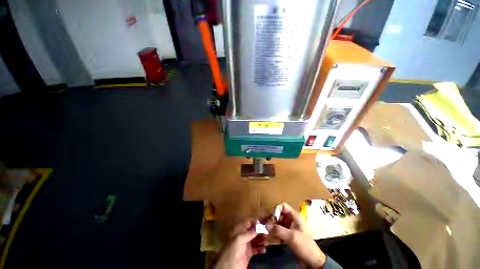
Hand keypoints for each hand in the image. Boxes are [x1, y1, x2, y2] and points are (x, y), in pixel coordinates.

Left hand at [214, 219, 267, 268]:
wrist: (228, 267)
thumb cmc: (233, 250)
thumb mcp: (240, 239)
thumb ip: (250, 232)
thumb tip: (259, 222)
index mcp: (239, 230)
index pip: (249, 222)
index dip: (257, 221)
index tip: (266, 221)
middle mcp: (243, 235)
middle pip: (254, 231)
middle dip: (261, 231)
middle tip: (269, 232)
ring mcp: (245, 245)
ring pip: (256, 239)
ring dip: (262, 240)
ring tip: (267, 242)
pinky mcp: (248, 253)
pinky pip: (256, 248)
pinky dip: (260, 248)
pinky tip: (264, 250)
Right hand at [267, 203, 325, 267]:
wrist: (312, 261)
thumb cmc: (304, 245)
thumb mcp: (291, 236)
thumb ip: (278, 230)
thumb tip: (265, 225)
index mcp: (295, 216)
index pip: (283, 206)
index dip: (277, 210)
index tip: (272, 219)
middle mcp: (292, 219)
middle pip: (279, 214)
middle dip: (273, 219)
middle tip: (268, 227)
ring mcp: (290, 227)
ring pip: (278, 222)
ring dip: (273, 227)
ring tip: (268, 233)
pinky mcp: (288, 235)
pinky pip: (279, 230)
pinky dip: (275, 232)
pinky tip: (272, 238)